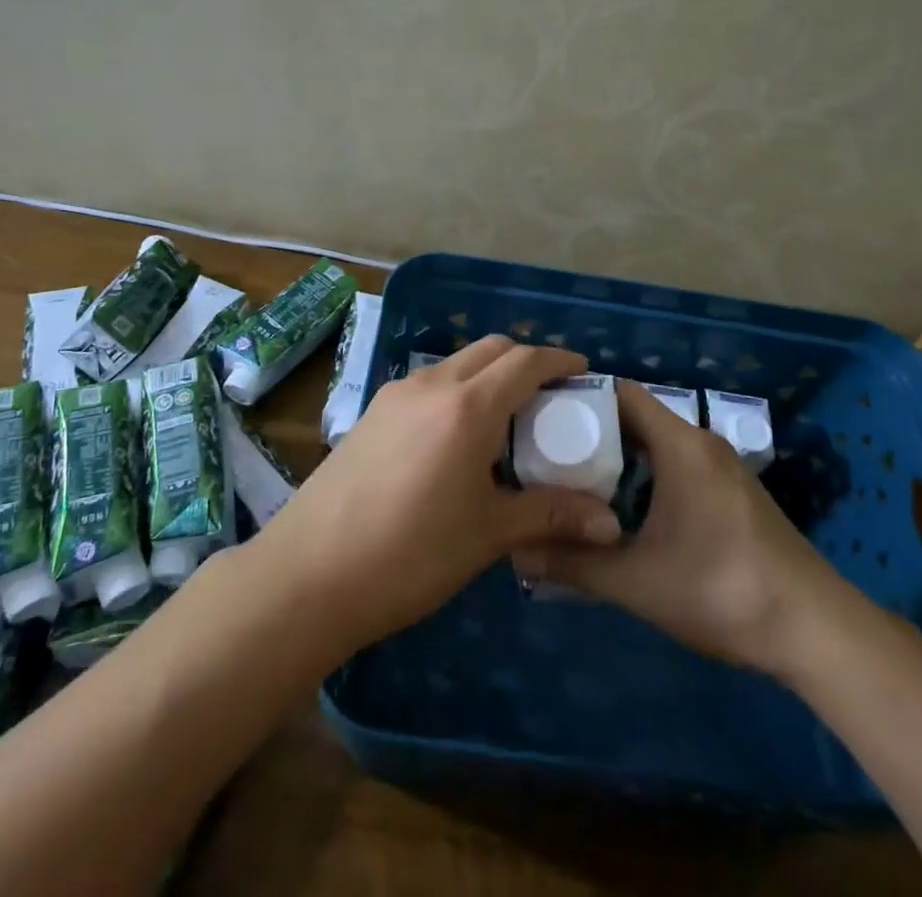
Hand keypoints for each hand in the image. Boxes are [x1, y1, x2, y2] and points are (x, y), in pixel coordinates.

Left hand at [249, 336, 624, 651]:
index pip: (525, 361)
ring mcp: (395, 395)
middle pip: (490, 349)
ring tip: (505, 420)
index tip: (584, 373)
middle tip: (549, 397)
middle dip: (525, 362)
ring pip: (455, 364)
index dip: (559, 361)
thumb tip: (611, 524)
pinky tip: (456, 439)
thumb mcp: (488, 533)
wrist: (309, 572)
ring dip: (487, 376)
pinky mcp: (371, 413)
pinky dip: (456, 392)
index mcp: (468, 406)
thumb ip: (551, 516)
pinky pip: (427, 386)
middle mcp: (432, 385)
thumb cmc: (411, 553)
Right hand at [513, 381, 848, 672]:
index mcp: (679, 444)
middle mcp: (700, 442)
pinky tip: (624, 512)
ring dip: (618, 458)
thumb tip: (518, 552)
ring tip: (574, 483)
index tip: (539, 417)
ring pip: (656, 443)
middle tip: (546, 455)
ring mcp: (721, 467)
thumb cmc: (721, 589)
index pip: (620, 392)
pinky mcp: (733, 493)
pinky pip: (676, 464)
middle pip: (635, 416)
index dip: (578, 397)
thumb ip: (574, 564)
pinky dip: (645, 475)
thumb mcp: (637, 581)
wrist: (816, 630)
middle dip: (590, 432)